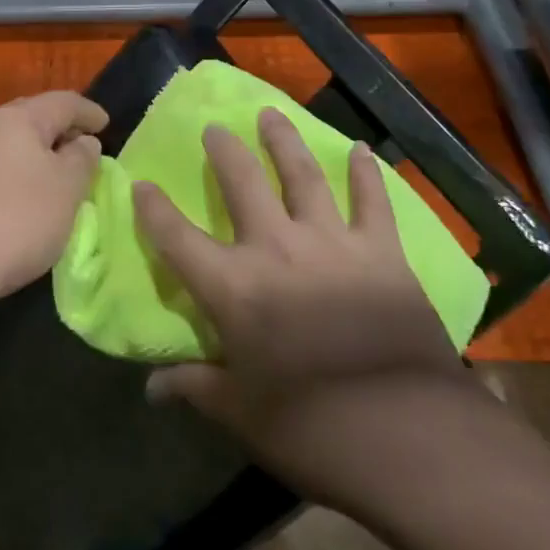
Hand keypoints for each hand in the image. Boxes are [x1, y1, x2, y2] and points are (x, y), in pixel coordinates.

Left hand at [0, 91, 108, 315]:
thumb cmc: (18, 218)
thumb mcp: (67, 188)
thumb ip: (82, 158)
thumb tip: (81, 141)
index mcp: (17, 118)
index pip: (63, 102)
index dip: (88, 111)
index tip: (107, 124)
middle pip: (32, 117)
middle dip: (60, 128)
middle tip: (83, 145)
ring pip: (9, 143)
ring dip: (36, 153)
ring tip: (56, 174)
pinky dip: (15, 172)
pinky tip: (22, 197)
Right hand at [134, 108, 478, 508]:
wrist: (409, 435)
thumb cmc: (312, 429)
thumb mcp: (242, 414)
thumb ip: (195, 388)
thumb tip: (151, 389)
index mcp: (234, 288)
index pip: (177, 239)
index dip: (154, 210)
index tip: (141, 184)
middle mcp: (276, 249)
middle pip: (242, 184)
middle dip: (225, 151)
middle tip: (215, 127)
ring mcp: (331, 243)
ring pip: (302, 175)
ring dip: (284, 141)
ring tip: (272, 114)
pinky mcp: (381, 252)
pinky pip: (373, 201)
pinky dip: (367, 174)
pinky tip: (363, 150)